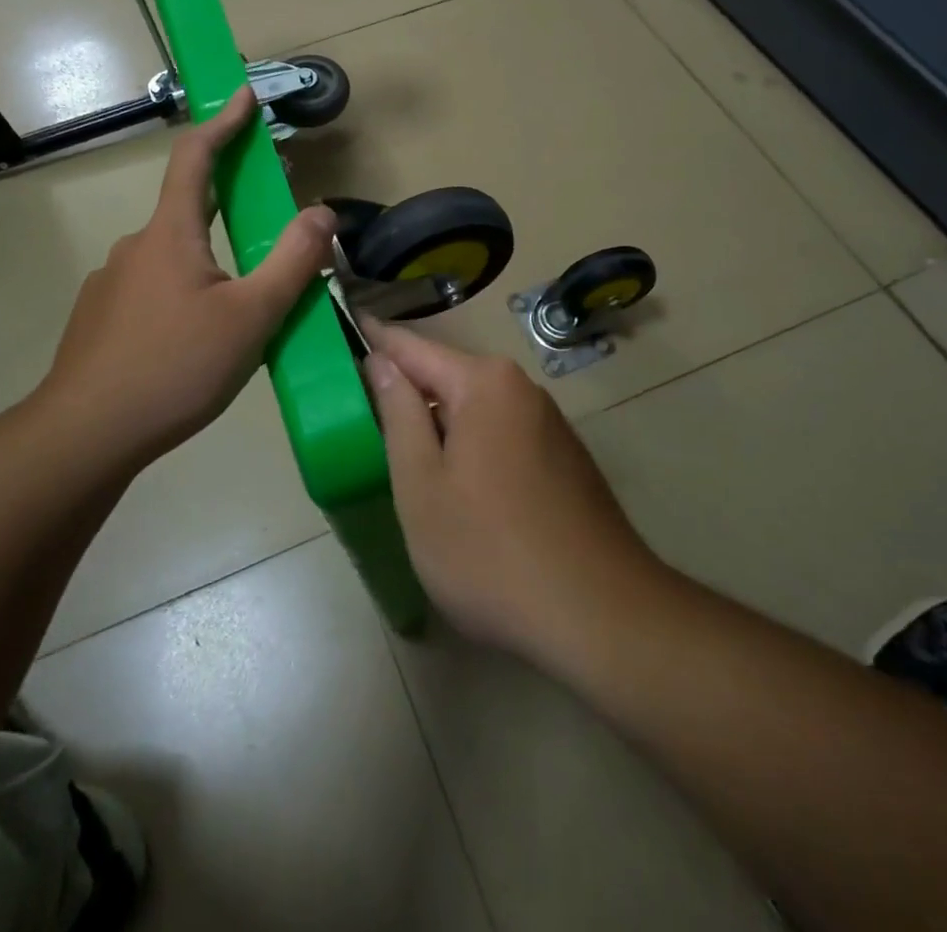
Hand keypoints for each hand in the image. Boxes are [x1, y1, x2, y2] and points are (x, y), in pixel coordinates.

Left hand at [36, 87, 335, 472]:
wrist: (85, 434)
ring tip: (246, 301)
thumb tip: (322, 212)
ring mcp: (113, 284)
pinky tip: (200, 338)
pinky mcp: (103, 319)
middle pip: (189, 206)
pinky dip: (188, 291)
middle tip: (270, 210)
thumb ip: (292, 262)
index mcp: (171, 234)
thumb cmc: (175, 367)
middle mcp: (137, 247)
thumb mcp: (251, 317)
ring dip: (212, 257)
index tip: (245, 95)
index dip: (223, 122)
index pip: (195, 157)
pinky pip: (156, 289)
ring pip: (175, 255)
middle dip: (230, 197)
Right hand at [362, 320, 657, 669]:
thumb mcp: (422, 485)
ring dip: (439, 426)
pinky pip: (501, 435)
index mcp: (484, 383)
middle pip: (446, 377)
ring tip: (404, 457)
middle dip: (407, 393)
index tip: (344, 327)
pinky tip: (461, 490)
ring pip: (475, 410)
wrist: (601, 618)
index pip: (412, 346)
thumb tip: (380, 361)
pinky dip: (471, 448)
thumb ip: (398, 414)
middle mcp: (521, 389)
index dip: (374, 340)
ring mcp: (549, 423)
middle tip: (363, 416)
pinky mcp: (565, 458)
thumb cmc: (490, 551)